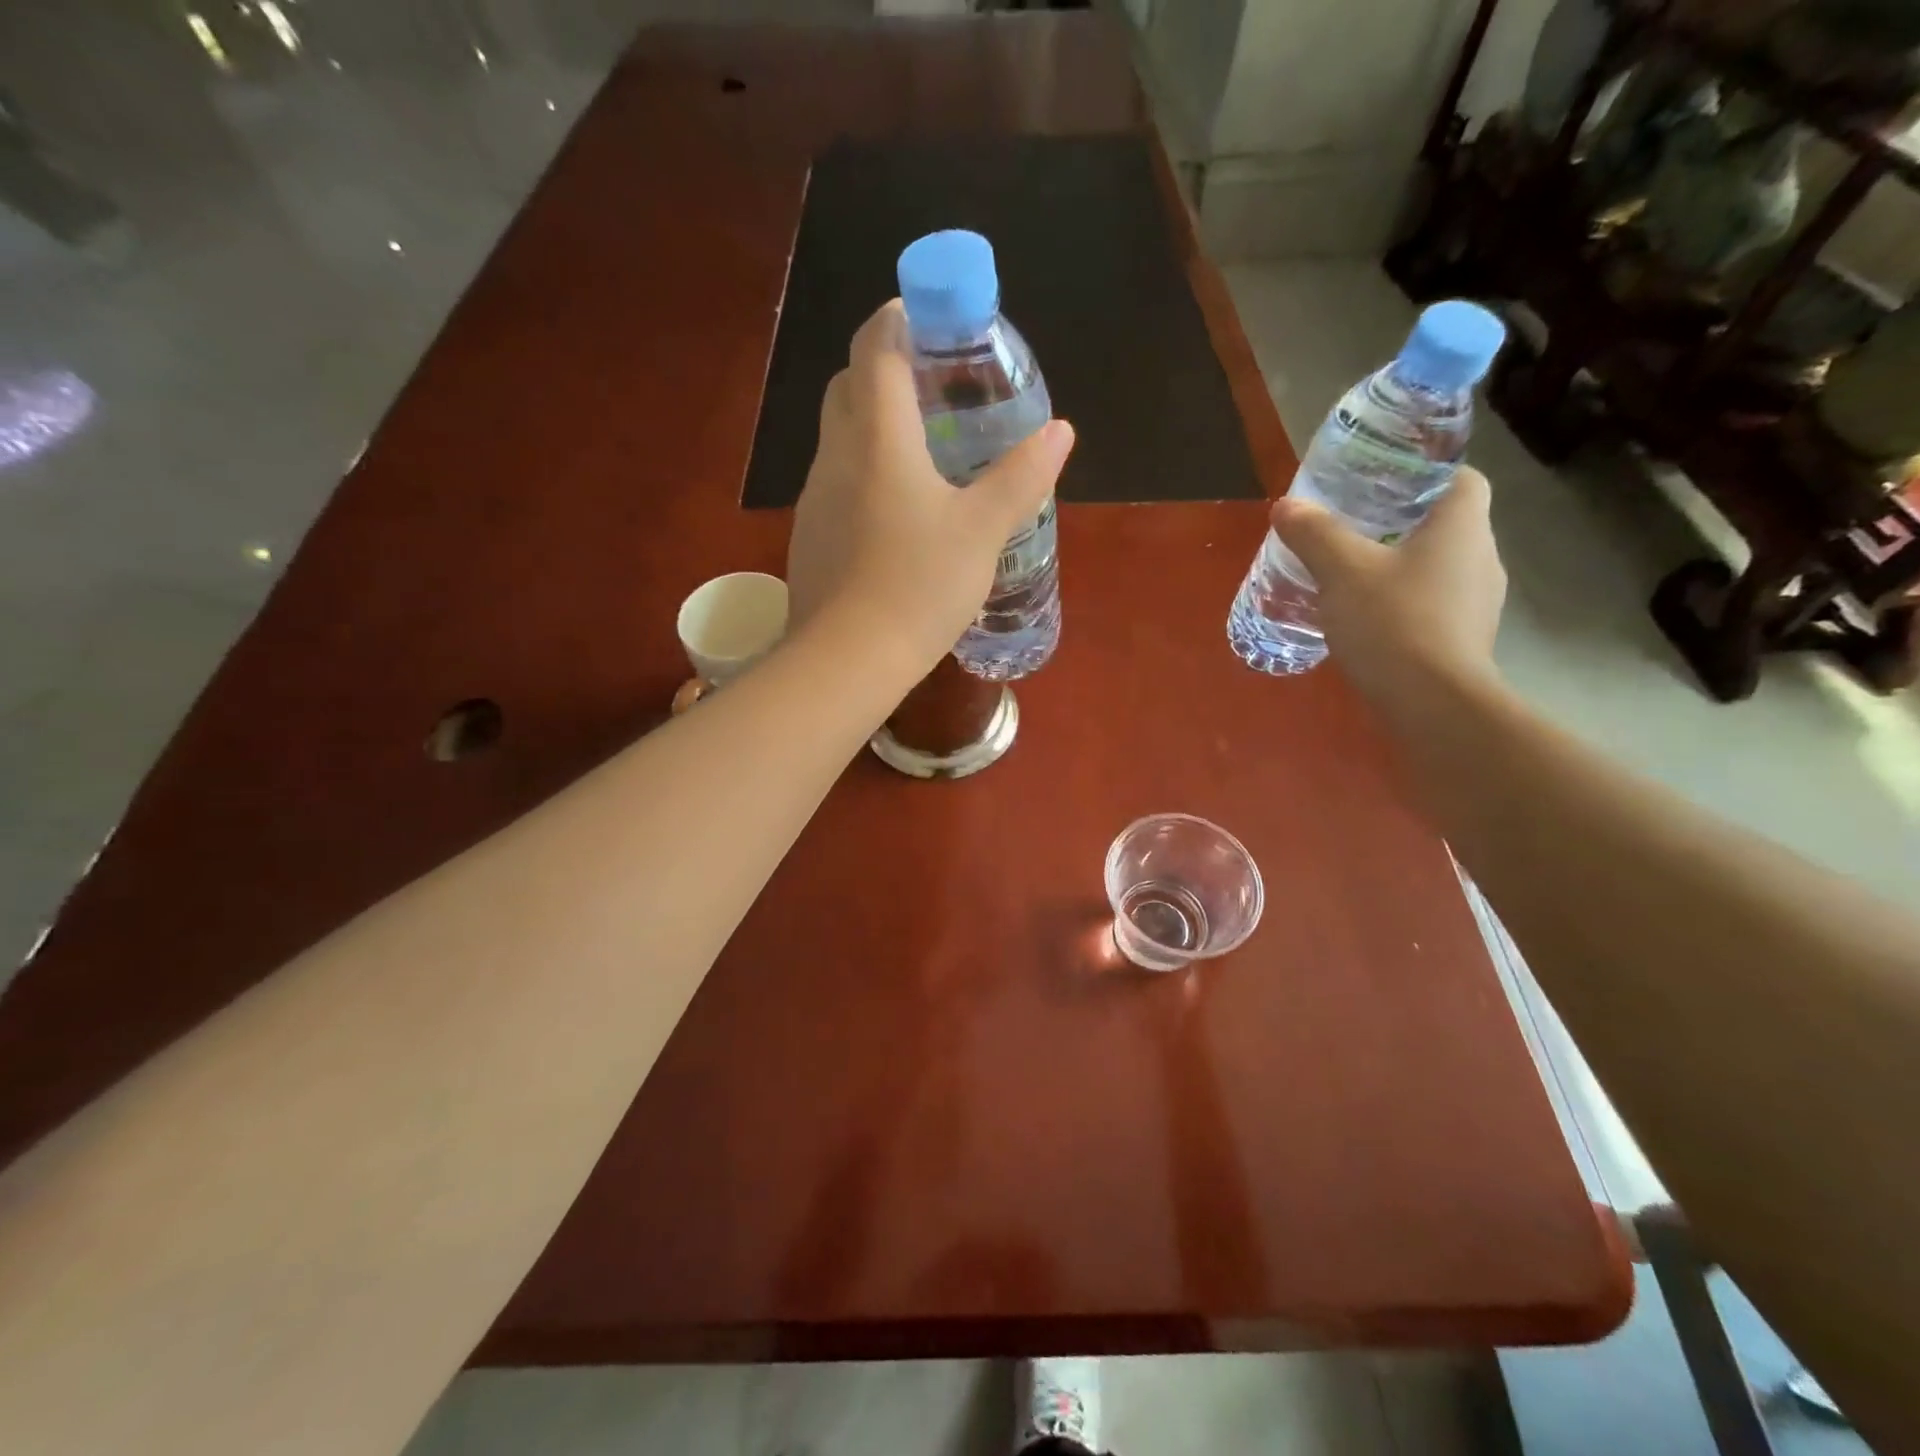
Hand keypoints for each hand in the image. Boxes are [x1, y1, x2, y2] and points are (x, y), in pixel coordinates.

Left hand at [786, 301, 1074, 671]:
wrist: (848, 659)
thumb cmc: (919, 586)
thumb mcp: (983, 530)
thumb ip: (1022, 477)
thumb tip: (1061, 431)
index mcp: (878, 438)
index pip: (876, 348)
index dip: (899, 318)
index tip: (931, 316)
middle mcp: (836, 455)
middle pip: (850, 385)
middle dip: (885, 367)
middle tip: (934, 384)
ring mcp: (815, 497)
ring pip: (839, 436)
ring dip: (872, 423)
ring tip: (922, 449)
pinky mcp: (810, 535)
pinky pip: (835, 482)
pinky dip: (862, 472)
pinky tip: (895, 511)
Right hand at [1270, 466, 1505, 713]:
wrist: (1432, 704)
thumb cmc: (1393, 621)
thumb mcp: (1341, 571)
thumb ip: (1314, 534)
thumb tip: (1286, 506)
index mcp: (1462, 526)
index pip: (1460, 478)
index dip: (1425, 474)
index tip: (1383, 484)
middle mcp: (1481, 556)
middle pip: (1445, 524)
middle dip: (1402, 522)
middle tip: (1354, 528)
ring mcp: (1478, 602)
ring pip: (1437, 567)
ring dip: (1401, 566)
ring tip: (1353, 576)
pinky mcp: (1464, 639)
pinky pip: (1433, 605)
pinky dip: (1404, 604)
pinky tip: (1367, 620)